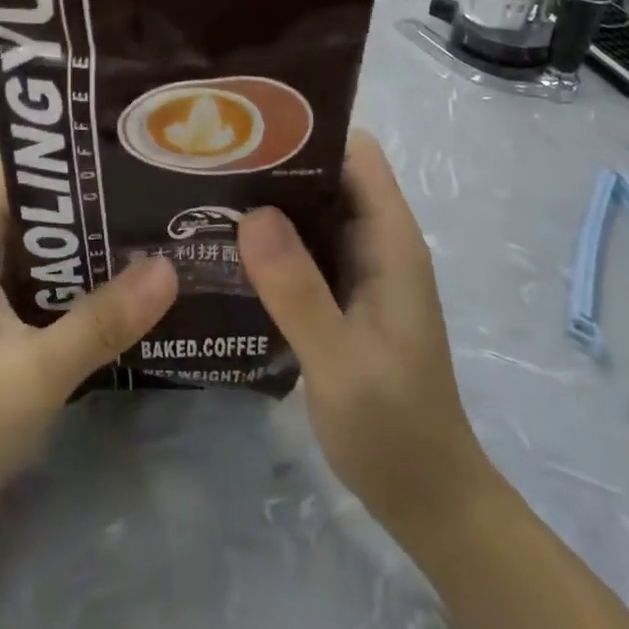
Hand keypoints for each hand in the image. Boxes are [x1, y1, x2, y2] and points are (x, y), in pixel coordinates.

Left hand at [0, 163, 178, 540]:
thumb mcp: (36, 370)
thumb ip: (102, 320)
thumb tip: (170, 266)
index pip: (21, 165)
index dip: (68, 146)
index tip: (128, 139)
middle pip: (42, 201)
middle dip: (96, 192)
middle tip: (162, 182)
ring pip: (50, 243)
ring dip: (95, 237)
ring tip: (162, 223)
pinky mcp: (3, 322)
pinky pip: (51, 281)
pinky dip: (86, 277)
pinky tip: (134, 284)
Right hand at [236, 129, 488, 531]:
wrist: (426, 499)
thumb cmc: (392, 428)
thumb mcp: (340, 360)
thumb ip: (298, 289)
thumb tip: (251, 212)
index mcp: (389, 242)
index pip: (354, 154)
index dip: (306, 131)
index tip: (245, 129)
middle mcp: (374, 243)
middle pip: (325, 175)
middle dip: (272, 162)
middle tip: (207, 160)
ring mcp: (357, 269)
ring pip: (308, 211)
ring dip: (265, 201)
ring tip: (202, 193)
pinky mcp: (338, 294)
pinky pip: (300, 248)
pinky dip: (267, 239)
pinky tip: (222, 246)